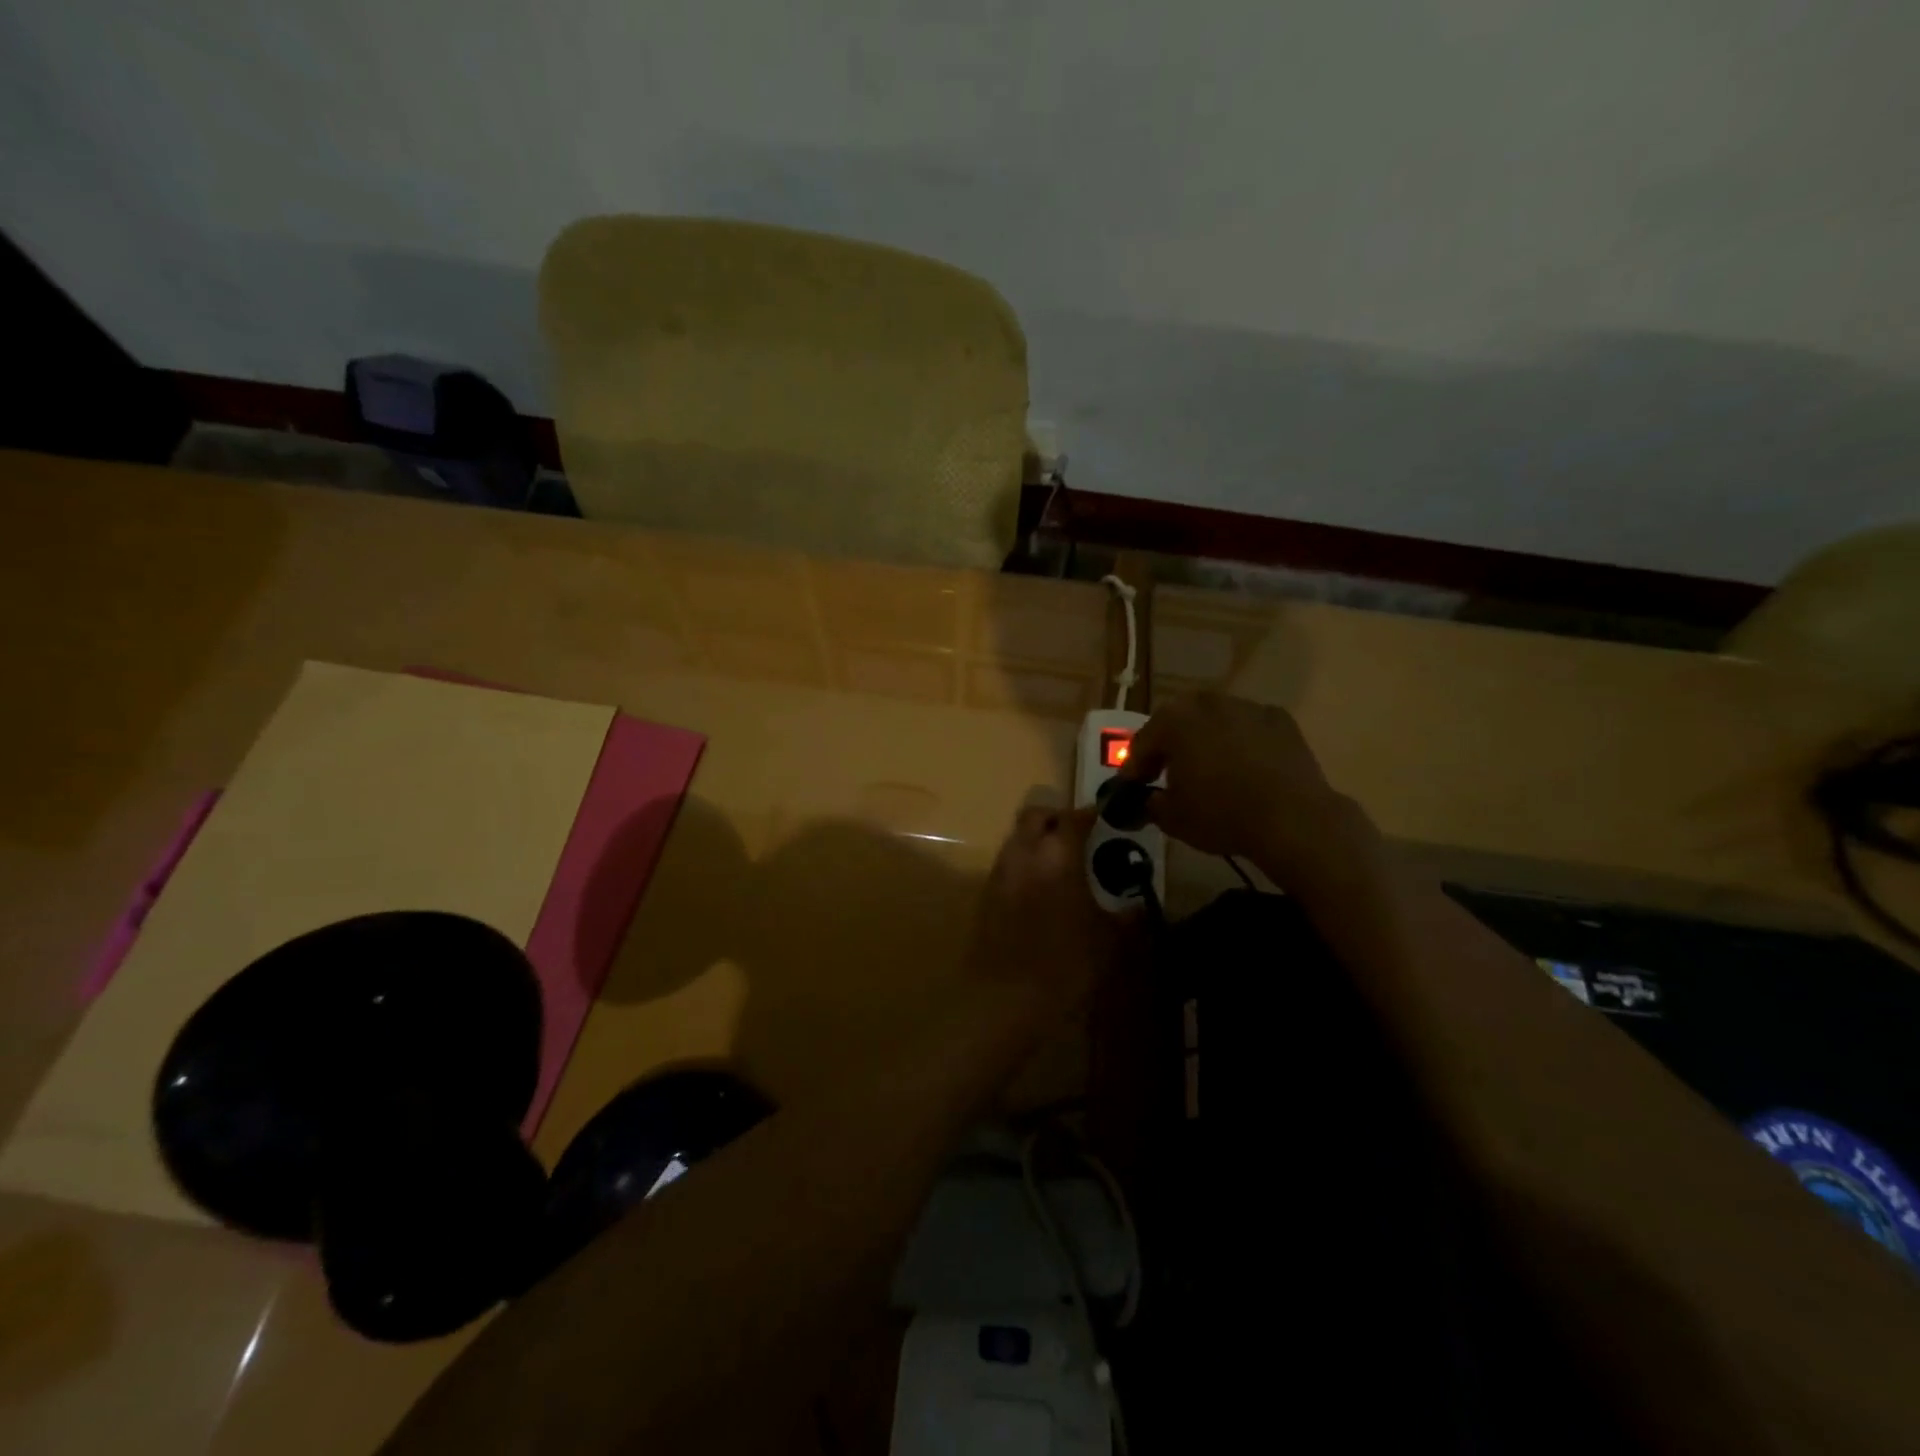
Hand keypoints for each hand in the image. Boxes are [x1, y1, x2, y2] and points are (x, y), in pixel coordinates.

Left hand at [966, 807, 1112, 1010]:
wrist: (1008, 998)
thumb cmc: (1067, 964)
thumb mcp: (1109, 940)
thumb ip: (1126, 916)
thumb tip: (1138, 905)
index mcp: (1058, 856)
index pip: (1072, 818)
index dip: (1088, 814)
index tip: (1102, 817)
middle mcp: (1024, 854)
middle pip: (1034, 816)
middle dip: (1055, 818)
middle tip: (1077, 833)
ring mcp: (1000, 873)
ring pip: (1016, 838)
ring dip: (1036, 839)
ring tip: (1059, 862)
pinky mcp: (985, 894)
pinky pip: (1006, 864)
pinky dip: (1023, 864)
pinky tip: (1039, 888)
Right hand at [1116, 692, 1372, 888]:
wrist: (1292, 819)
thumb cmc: (1221, 814)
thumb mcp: (1172, 818)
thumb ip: (1151, 803)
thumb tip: (1148, 799)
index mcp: (1174, 721)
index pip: (1143, 743)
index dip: (1135, 768)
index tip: (1133, 788)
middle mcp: (1207, 703)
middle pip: (1178, 723)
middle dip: (1170, 747)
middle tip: (1167, 774)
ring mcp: (1246, 707)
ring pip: (1214, 722)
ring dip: (1205, 741)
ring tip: (1208, 771)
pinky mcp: (1280, 719)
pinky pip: (1247, 729)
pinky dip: (1240, 743)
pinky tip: (1244, 769)